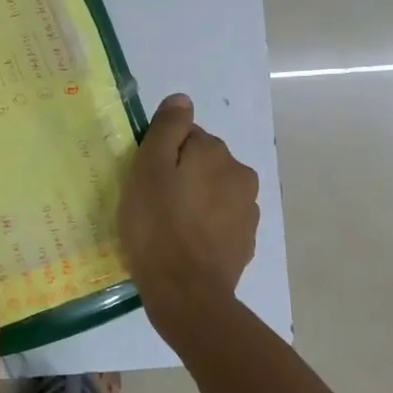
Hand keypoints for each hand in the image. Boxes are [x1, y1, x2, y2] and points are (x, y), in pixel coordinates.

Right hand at [119, 93, 259, 303]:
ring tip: (168, 228)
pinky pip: (220, 221)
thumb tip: (182, 99)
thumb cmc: (157, 226)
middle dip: (181, 175)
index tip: (145, 179)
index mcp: (215, 152)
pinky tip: (185, 244)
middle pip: (202, 162)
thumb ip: (167, 128)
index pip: (185, 136)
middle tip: (152, 203)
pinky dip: (204, 226)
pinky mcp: (246, 241)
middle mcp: (240, 174)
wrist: (186, 293)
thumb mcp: (148, 169)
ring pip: (213, 192)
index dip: (161, 155)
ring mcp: (248, 211)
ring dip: (195, 200)